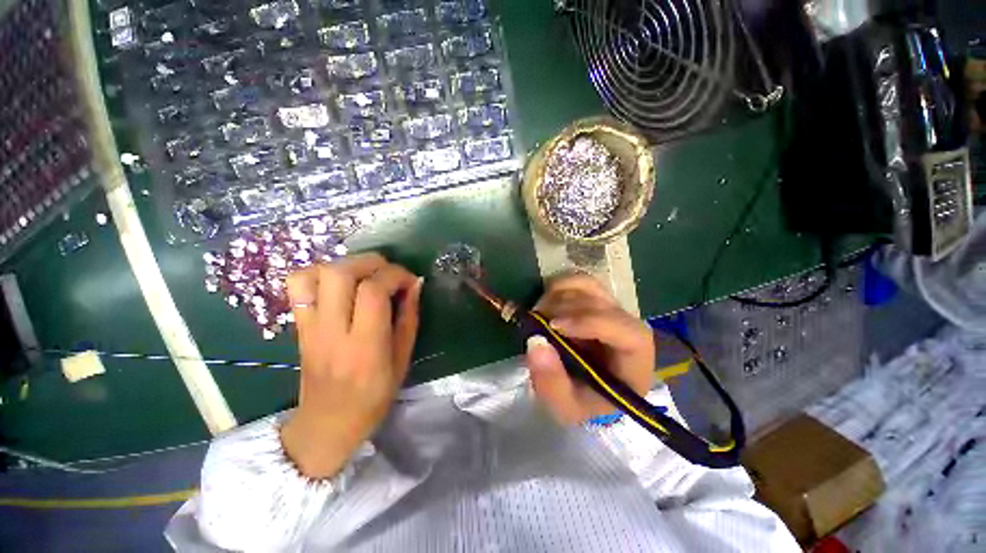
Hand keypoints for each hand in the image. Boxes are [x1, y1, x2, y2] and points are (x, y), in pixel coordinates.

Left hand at [280, 253, 422, 477]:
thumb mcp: (403, 358)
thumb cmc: (374, 396)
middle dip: (372, 263)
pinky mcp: (299, 325)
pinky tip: (341, 284)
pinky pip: (298, 285)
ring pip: (316, 273)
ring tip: (366, 275)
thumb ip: (410, 317)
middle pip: (340, 273)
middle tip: (389, 273)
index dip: (396, 276)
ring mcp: (310, 327)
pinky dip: (320, 273)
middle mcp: (332, 331)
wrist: (327, 424)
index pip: (373, 291)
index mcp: (364, 346)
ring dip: (346, 265)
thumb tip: (415, 284)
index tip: (410, 281)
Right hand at [526, 274, 654, 424]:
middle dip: (563, 308)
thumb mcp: (566, 406)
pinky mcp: (596, 298)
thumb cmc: (584, 400)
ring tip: (538, 313)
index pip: (628, 332)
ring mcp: (612, 307)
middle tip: (534, 321)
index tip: (554, 326)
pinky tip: (545, 302)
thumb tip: (536, 342)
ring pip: (588, 285)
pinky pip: (578, 281)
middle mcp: (628, 326)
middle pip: (601, 303)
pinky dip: (558, 286)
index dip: (591, 322)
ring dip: (557, 294)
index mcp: (635, 359)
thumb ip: (551, 382)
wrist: (588, 388)